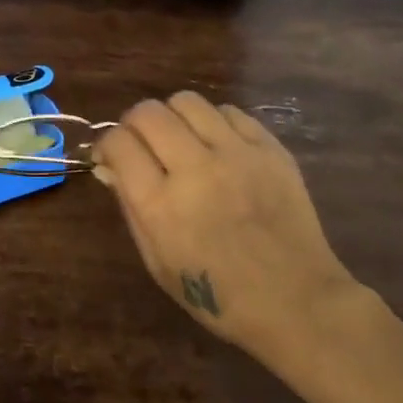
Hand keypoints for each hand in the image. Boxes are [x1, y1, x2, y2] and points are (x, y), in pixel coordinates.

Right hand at [93, 92, 359, 368]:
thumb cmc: (217, 295)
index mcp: (160, 205)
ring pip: (187, 102)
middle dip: (134, 124)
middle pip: (148, 113)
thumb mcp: (157, 263)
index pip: (118, 143)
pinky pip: (229, 112)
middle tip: (142, 144)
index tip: (112, 157)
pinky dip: (213, 122)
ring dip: (173, 117)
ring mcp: (236, 154)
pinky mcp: (270, 149)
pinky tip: (218, 146)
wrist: (295, 300)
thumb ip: (131, 208)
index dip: (107, 145)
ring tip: (181, 140)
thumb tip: (112, 167)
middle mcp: (195, 169)